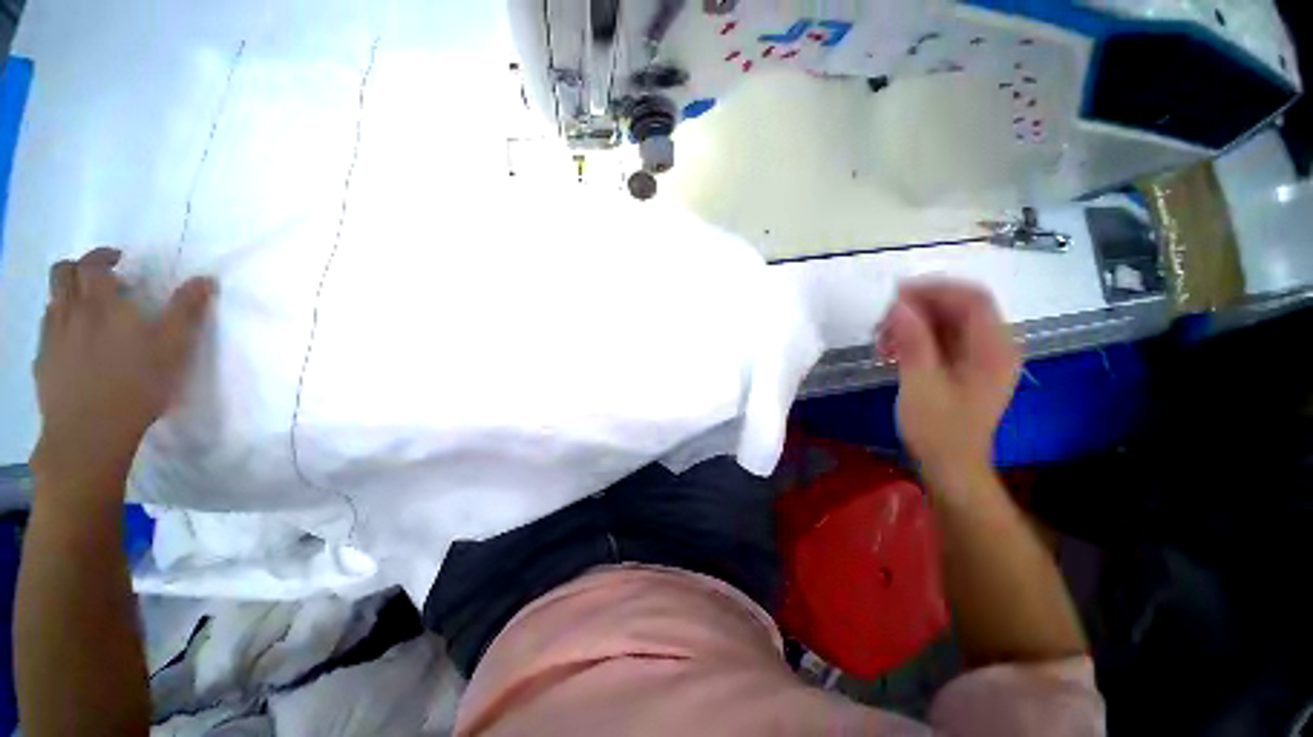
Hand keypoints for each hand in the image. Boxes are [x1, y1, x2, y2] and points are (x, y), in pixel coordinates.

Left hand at [31, 248, 214, 495]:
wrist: (89, 432)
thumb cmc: (137, 386)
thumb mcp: (173, 349)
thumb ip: (186, 311)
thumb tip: (204, 279)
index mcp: (101, 305)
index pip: (92, 264)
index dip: (104, 255)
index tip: (119, 260)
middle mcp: (70, 312)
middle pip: (62, 273)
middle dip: (79, 267)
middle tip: (100, 277)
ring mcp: (51, 337)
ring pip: (52, 300)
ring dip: (68, 295)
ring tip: (89, 311)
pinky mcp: (43, 361)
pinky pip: (47, 330)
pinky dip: (60, 323)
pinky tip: (76, 342)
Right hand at [876, 280, 1018, 475]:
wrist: (951, 466)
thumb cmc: (938, 429)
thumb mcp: (920, 384)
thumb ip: (913, 341)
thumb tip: (899, 305)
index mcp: (994, 349)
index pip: (972, 299)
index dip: (935, 289)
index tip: (895, 295)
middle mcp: (995, 347)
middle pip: (959, 308)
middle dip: (918, 308)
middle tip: (882, 321)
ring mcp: (981, 357)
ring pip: (947, 322)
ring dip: (913, 324)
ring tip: (881, 339)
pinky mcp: (966, 367)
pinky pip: (942, 339)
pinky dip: (916, 338)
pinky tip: (891, 351)